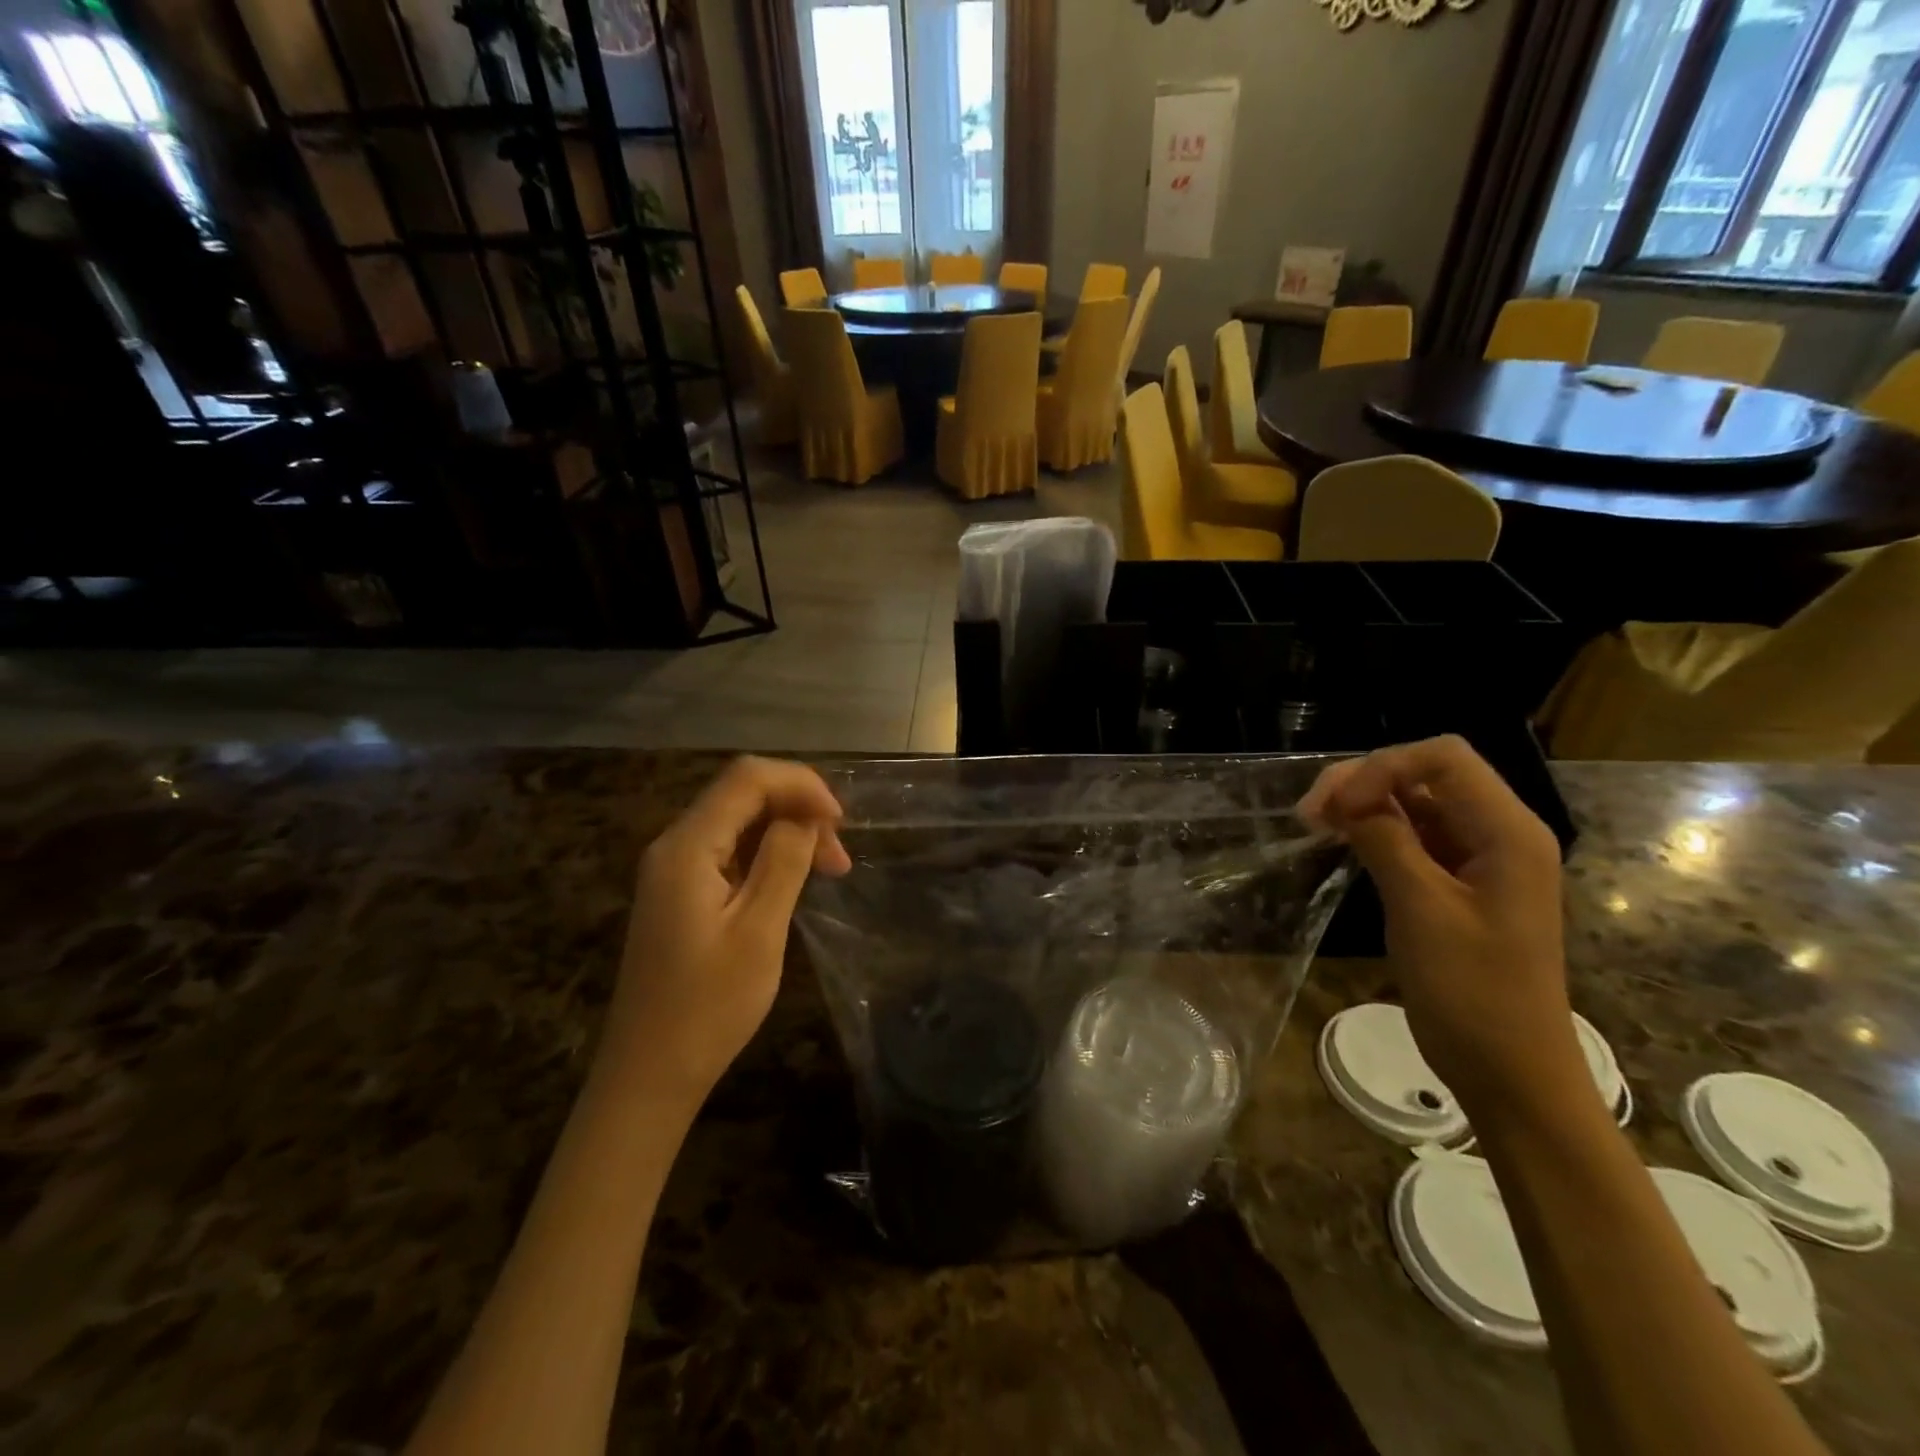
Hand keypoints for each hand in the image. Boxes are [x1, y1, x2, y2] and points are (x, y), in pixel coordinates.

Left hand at [601, 757, 850, 1103]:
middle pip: (743, 793)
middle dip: (799, 808)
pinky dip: (769, 854)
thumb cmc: (708, 1006)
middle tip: (840, 857)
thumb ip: (783, 861)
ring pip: (740, 821)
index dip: (801, 784)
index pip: (747, 777)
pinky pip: (730, 850)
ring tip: (830, 869)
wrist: (650, 1073)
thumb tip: (805, 817)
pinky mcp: (682, 892)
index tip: (840, 822)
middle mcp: (674, 845)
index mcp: (686, 846)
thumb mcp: (759, 930)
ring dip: (788, 832)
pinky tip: (795, 880)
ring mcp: (674, 869)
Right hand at [1301, 737, 1584, 1117]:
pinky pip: (1413, 835)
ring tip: (1316, 823)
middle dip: (1365, 780)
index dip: (1382, 767)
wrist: (1510, 1071)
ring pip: (1415, 801)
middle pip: (1426, 772)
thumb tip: (1346, 798)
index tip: (1335, 806)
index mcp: (1507, 832)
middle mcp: (1498, 832)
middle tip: (1310, 812)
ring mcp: (1479, 857)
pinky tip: (1339, 839)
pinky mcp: (1458, 881)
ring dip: (1364, 803)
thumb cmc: (1473, 992)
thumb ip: (1386, 841)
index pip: (1443, 758)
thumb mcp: (1422, 909)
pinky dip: (1374, 829)